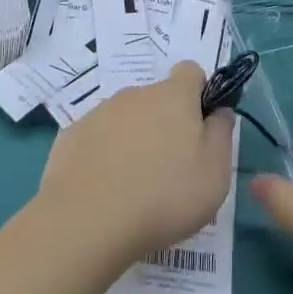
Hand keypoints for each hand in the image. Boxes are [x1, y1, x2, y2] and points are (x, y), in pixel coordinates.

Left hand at [34, 62, 234, 263]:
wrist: (87, 221)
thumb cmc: (164, 196)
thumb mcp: (215, 172)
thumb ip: (221, 134)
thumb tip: (219, 111)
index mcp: (173, 96)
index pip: (191, 71)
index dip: (198, 93)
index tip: (200, 127)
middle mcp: (135, 94)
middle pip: (157, 98)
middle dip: (165, 123)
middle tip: (170, 168)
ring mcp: (99, 113)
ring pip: (126, 118)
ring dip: (134, 139)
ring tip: (134, 186)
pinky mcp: (71, 136)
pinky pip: (97, 138)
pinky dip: (104, 156)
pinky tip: (104, 190)